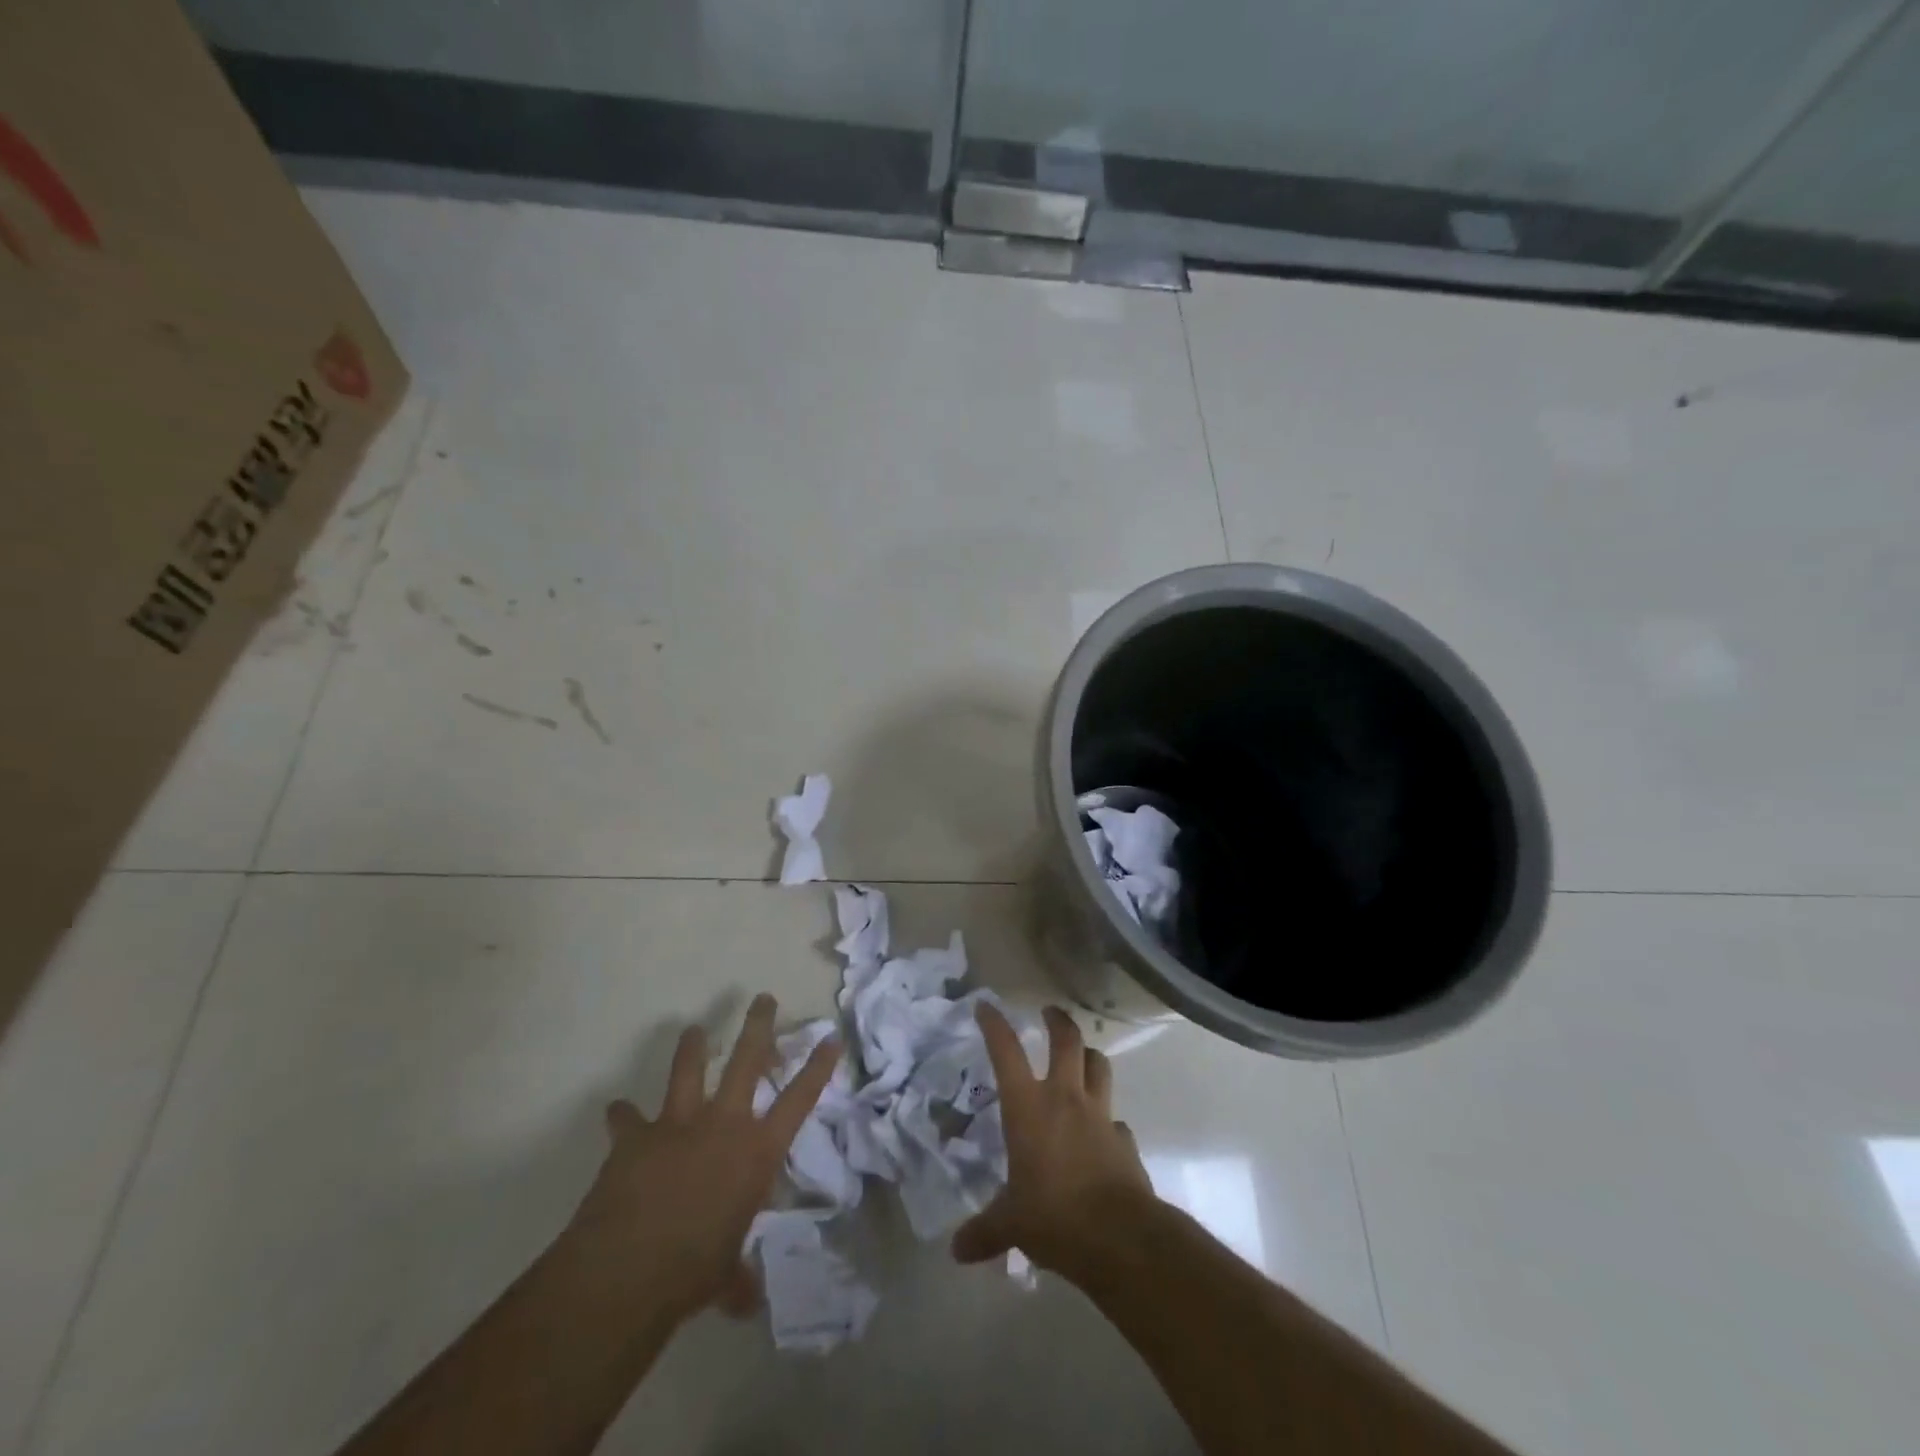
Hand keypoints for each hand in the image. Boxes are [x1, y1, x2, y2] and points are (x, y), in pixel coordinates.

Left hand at [567, 993, 837, 1324]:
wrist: (629, 1268)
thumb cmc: (693, 1271)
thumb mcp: (725, 1275)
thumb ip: (737, 1278)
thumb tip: (745, 1302)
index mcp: (756, 1152)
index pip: (799, 1100)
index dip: (818, 1067)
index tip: (830, 1038)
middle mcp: (724, 1124)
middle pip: (747, 1059)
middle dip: (758, 1025)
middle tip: (763, 998)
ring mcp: (678, 1123)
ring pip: (688, 1068)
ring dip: (692, 1046)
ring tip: (695, 1029)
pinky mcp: (636, 1136)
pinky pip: (627, 1118)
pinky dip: (622, 1117)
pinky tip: (616, 1112)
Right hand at [951, 1003, 1156, 1280]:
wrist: (1120, 1237)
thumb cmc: (1054, 1217)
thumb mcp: (1011, 1225)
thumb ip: (985, 1231)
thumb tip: (957, 1250)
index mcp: (1028, 1107)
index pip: (1006, 1052)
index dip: (994, 1025)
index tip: (985, 1005)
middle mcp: (1065, 1099)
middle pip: (1066, 1041)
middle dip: (1058, 1021)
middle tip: (1049, 1012)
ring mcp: (1099, 1115)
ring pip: (1098, 1066)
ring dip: (1089, 1056)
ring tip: (1081, 1057)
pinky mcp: (1125, 1140)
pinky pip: (1116, 1119)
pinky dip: (1107, 1119)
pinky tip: (1102, 1134)